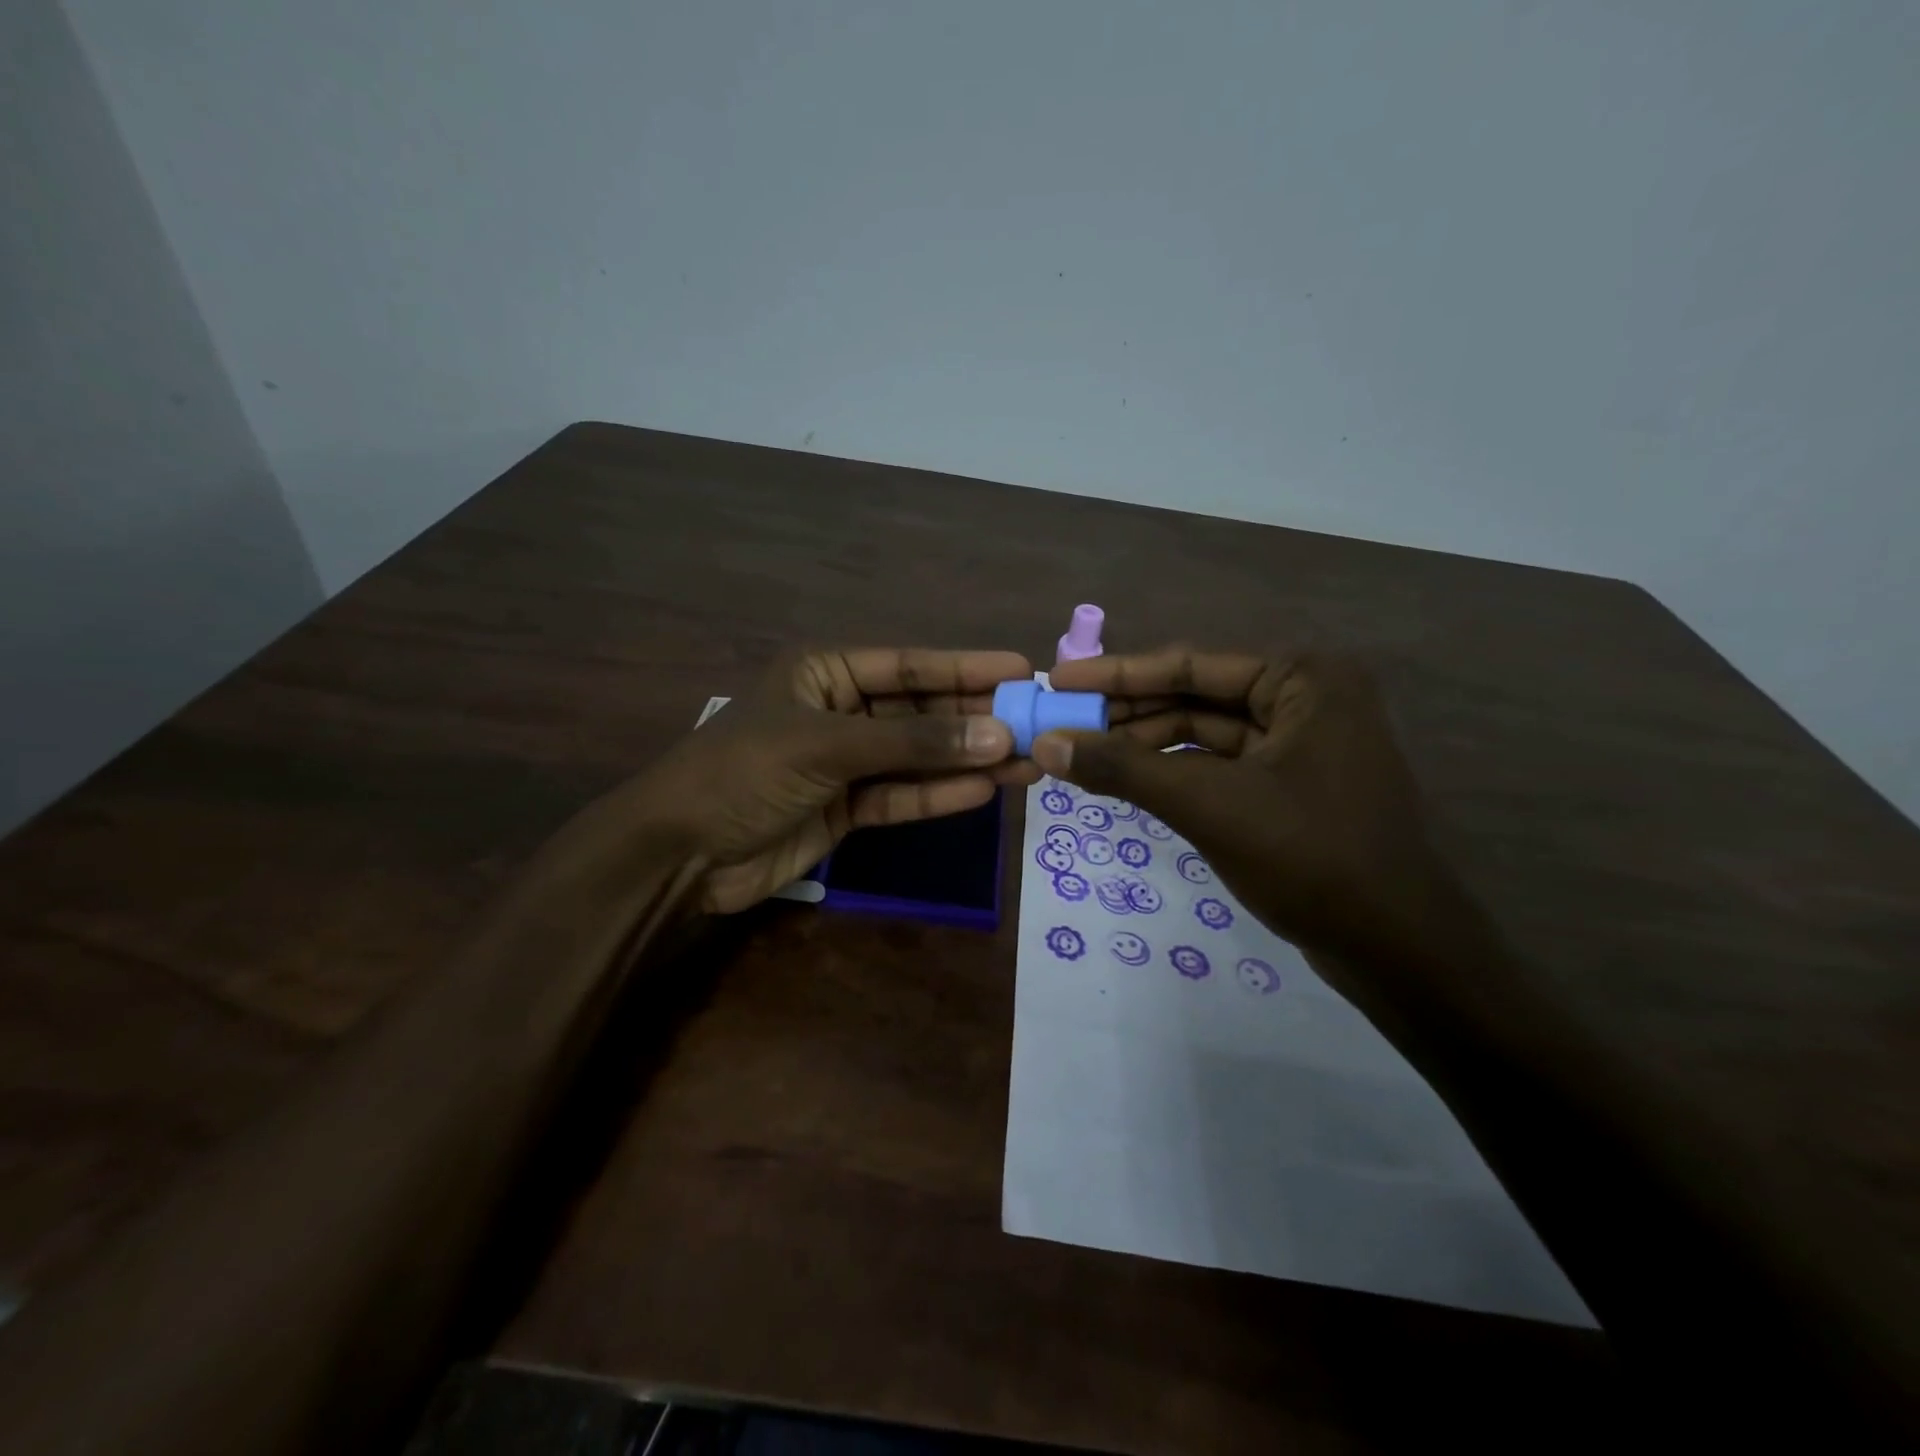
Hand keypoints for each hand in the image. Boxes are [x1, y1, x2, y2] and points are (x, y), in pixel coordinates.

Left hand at [623, 647, 1037, 912]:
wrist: (680, 853)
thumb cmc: (744, 773)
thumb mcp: (827, 746)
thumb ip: (912, 743)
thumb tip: (997, 734)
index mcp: (826, 673)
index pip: (909, 666)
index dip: (966, 668)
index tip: (1022, 671)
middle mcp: (841, 712)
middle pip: (921, 712)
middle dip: (975, 719)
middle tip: (1037, 725)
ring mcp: (845, 763)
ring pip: (918, 757)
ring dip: (968, 760)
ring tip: (1028, 762)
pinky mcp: (847, 809)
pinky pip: (901, 795)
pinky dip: (939, 795)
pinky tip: (984, 790)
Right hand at [1039, 647, 1450, 960]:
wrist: (1399, 950)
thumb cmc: (1311, 858)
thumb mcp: (1208, 805)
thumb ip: (1124, 770)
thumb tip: (1046, 745)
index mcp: (1303, 678)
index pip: (1189, 663)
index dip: (1115, 674)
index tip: (1057, 680)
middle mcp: (1305, 697)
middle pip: (1194, 695)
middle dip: (1126, 713)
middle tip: (1060, 723)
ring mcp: (1301, 743)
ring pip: (1203, 733)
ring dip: (1144, 745)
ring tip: (1080, 756)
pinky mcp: (1291, 784)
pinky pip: (1218, 765)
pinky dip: (1172, 772)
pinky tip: (1126, 781)